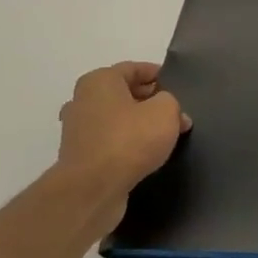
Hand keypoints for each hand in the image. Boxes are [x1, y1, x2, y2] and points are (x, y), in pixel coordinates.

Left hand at [55, 62, 188, 214]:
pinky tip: (148, 154)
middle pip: (124, 93)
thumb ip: (170, 101)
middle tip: (177, 114)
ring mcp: (78, 130)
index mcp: (99, 81)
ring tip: (167, 136)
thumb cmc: (130, 139)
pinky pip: (111, 140)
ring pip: (118, 118)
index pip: (134, 68)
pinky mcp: (80, 156)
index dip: (159, 75)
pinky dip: (129, 143)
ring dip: (141, 124)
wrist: (92, 188)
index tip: (179, 87)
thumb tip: (166, 108)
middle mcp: (82, 100)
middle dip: (152, 102)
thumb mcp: (165, 111)